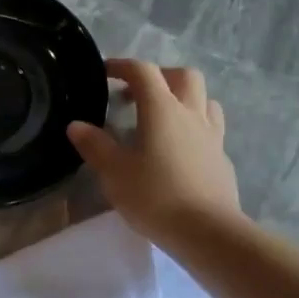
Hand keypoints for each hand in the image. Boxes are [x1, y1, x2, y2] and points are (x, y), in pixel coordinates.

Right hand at [67, 59, 240, 245]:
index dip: (122, 66)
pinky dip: (194, 127)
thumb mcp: (114, 173)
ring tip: (163, 117)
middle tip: (137, 94)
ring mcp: (212, 136)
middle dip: (159, 76)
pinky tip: (180, 149)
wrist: (208, 231)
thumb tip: (76, 125)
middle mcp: (191, 114)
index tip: (105, 72)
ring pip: (204, 99)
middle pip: (182, 76)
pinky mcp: (222, 158)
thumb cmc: (155, 196)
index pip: (143, 72)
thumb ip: (95, 145)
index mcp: (162, 110)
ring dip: (183, 98)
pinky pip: (210, 129)